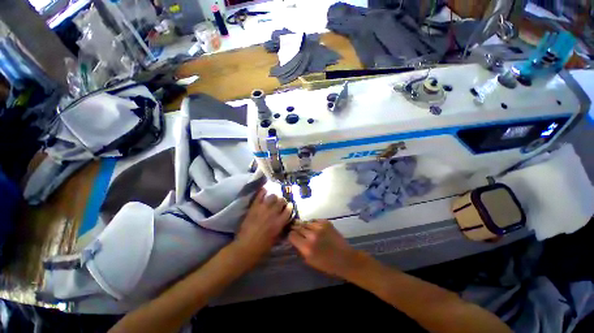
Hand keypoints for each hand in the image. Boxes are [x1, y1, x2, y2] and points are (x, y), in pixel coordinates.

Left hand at [234, 189, 292, 266]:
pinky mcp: (254, 207)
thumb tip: (283, 220)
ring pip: (272, 196)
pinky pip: (259, 196)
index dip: (289, 206)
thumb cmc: (262, 247)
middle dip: (282, 200)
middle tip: (280, 202)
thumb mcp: (276, 238)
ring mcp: (263, 209)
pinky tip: (265, 190)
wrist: (245, 247)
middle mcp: (273, 213)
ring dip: (274, 197)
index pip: (288, 210)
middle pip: (281, 201)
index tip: (289, 205)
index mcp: (279, 222)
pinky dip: (263, 192)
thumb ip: (280, 227)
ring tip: (273, 198)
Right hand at [288, 220, 363, 277]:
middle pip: (298, 227)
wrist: (345, 258)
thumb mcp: (310, 260)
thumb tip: (294, 239)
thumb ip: (300, 249)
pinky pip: (314, 220)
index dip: (291, 236)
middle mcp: (312, 235)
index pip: (292, 235)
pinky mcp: (326, 222)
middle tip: (297, 232)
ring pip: (305, 222)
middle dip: (296, 229)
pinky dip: (312, 224)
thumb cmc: (327, 264)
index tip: (293, 237)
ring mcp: (319, 227)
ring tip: (306, 230)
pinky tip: (315, 228)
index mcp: (307, 247)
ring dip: (304, 226)